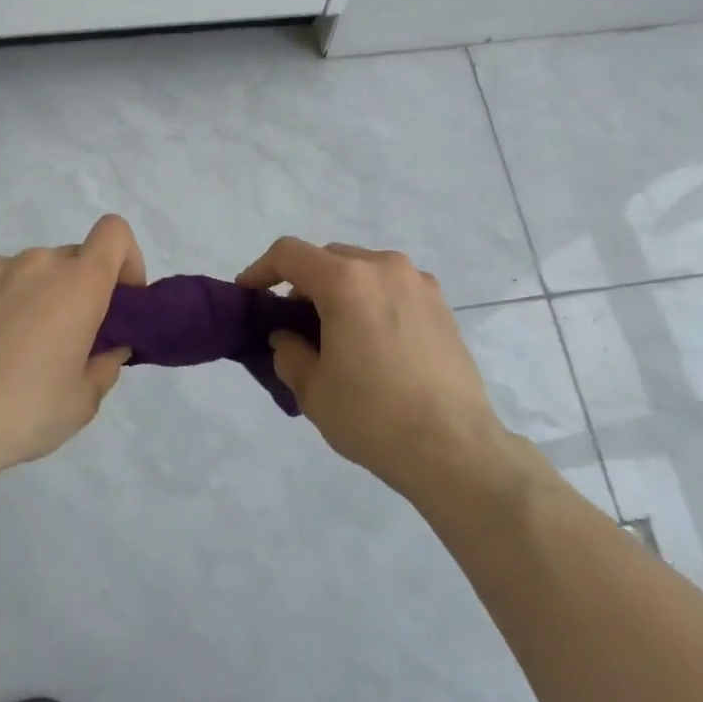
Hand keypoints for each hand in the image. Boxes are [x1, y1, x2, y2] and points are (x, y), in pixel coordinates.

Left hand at [0, 215, 145, 480]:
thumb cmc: (23, 411)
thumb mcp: (83, 401)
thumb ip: (106, 364)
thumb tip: (108, 347)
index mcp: (78, 283)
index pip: (114, 233)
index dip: (126, 259)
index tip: (120, 301)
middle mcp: (36, 264)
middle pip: (73, 259)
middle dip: (80, 290)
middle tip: (68, 341)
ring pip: (31, 273)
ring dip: (37, 298)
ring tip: (16, 351)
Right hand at [237, 238, 509, 500]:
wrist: (453, 448)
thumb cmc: (373, 417)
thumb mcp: (313, 390)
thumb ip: (289, 352)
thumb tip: (287, 336)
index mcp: (347, 281)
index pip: (290, 254)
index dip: (261, 269)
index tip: (249, 294)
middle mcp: (384, 268)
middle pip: (329, 258)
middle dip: (303, 282)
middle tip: (292, 322)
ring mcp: (419, 283)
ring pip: (363, 270)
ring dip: (340, 289)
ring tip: (335, 334)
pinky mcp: (441, 305)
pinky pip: (393, 287)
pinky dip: (371, 300)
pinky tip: (373, 342)